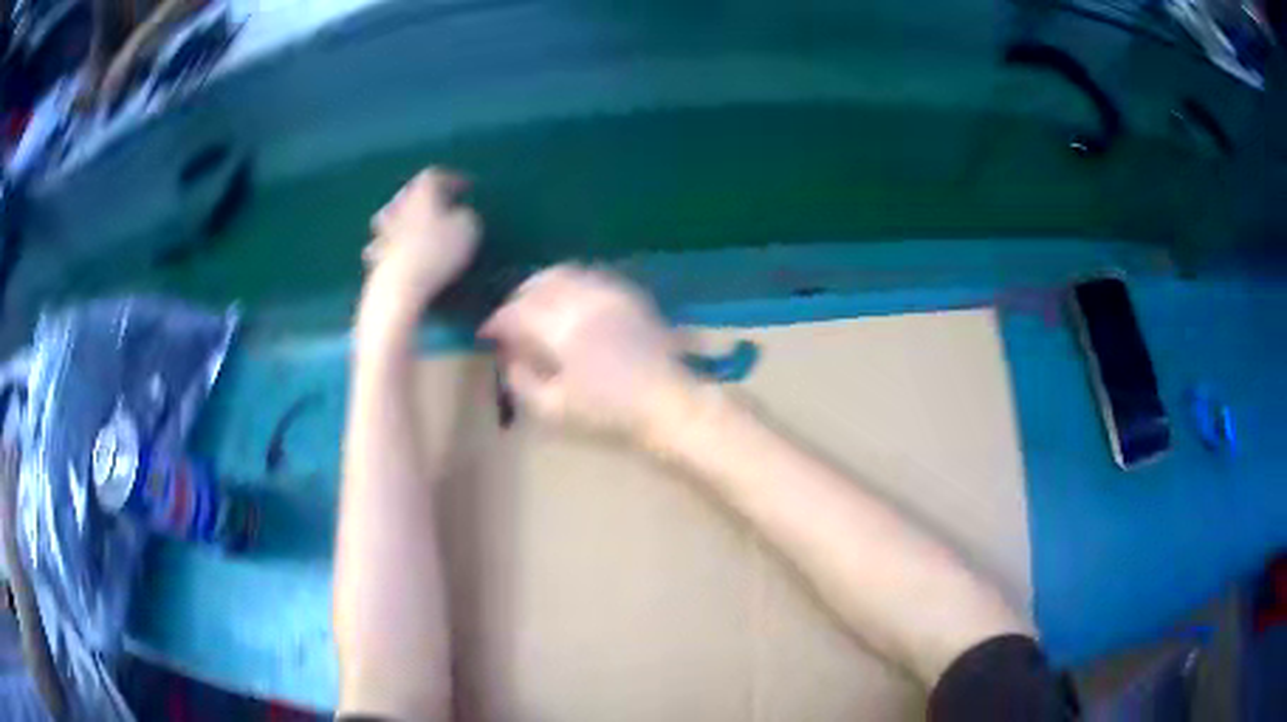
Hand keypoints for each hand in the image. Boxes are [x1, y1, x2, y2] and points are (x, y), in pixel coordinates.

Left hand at [363, 168, 480, 307]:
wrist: (401, 286)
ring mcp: (383, 231)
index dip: (454, 179)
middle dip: (426, 196)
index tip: (468, 187)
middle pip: (411, 192)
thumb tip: (459, 216)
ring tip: (418, 224)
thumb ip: (465, 215)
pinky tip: (398, 251)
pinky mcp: (376, 256)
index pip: (436, 175)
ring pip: (392, 215)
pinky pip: (384, 243)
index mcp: (422, 192)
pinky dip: (392, 243)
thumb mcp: (468, 228)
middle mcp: (400, 205)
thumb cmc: (438, 251)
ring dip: (405, 216)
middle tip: (443, 203)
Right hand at [480, 265, 695, 440]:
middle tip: (509, 320)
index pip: (517, 313)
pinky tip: (568, 303)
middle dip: (517, 299)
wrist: (669, 407)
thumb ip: (520, 381)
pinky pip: (591, 276)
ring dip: (542, 286)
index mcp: (563, 331)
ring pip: (565, 273)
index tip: (487, 335)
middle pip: (539, 284)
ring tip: (534, 306)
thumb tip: (509, 356)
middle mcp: (584, 302)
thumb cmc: (609, 415)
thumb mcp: (553, 410)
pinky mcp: (630, 296)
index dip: (497, 322)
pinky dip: (570, 283)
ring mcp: (611, 294)